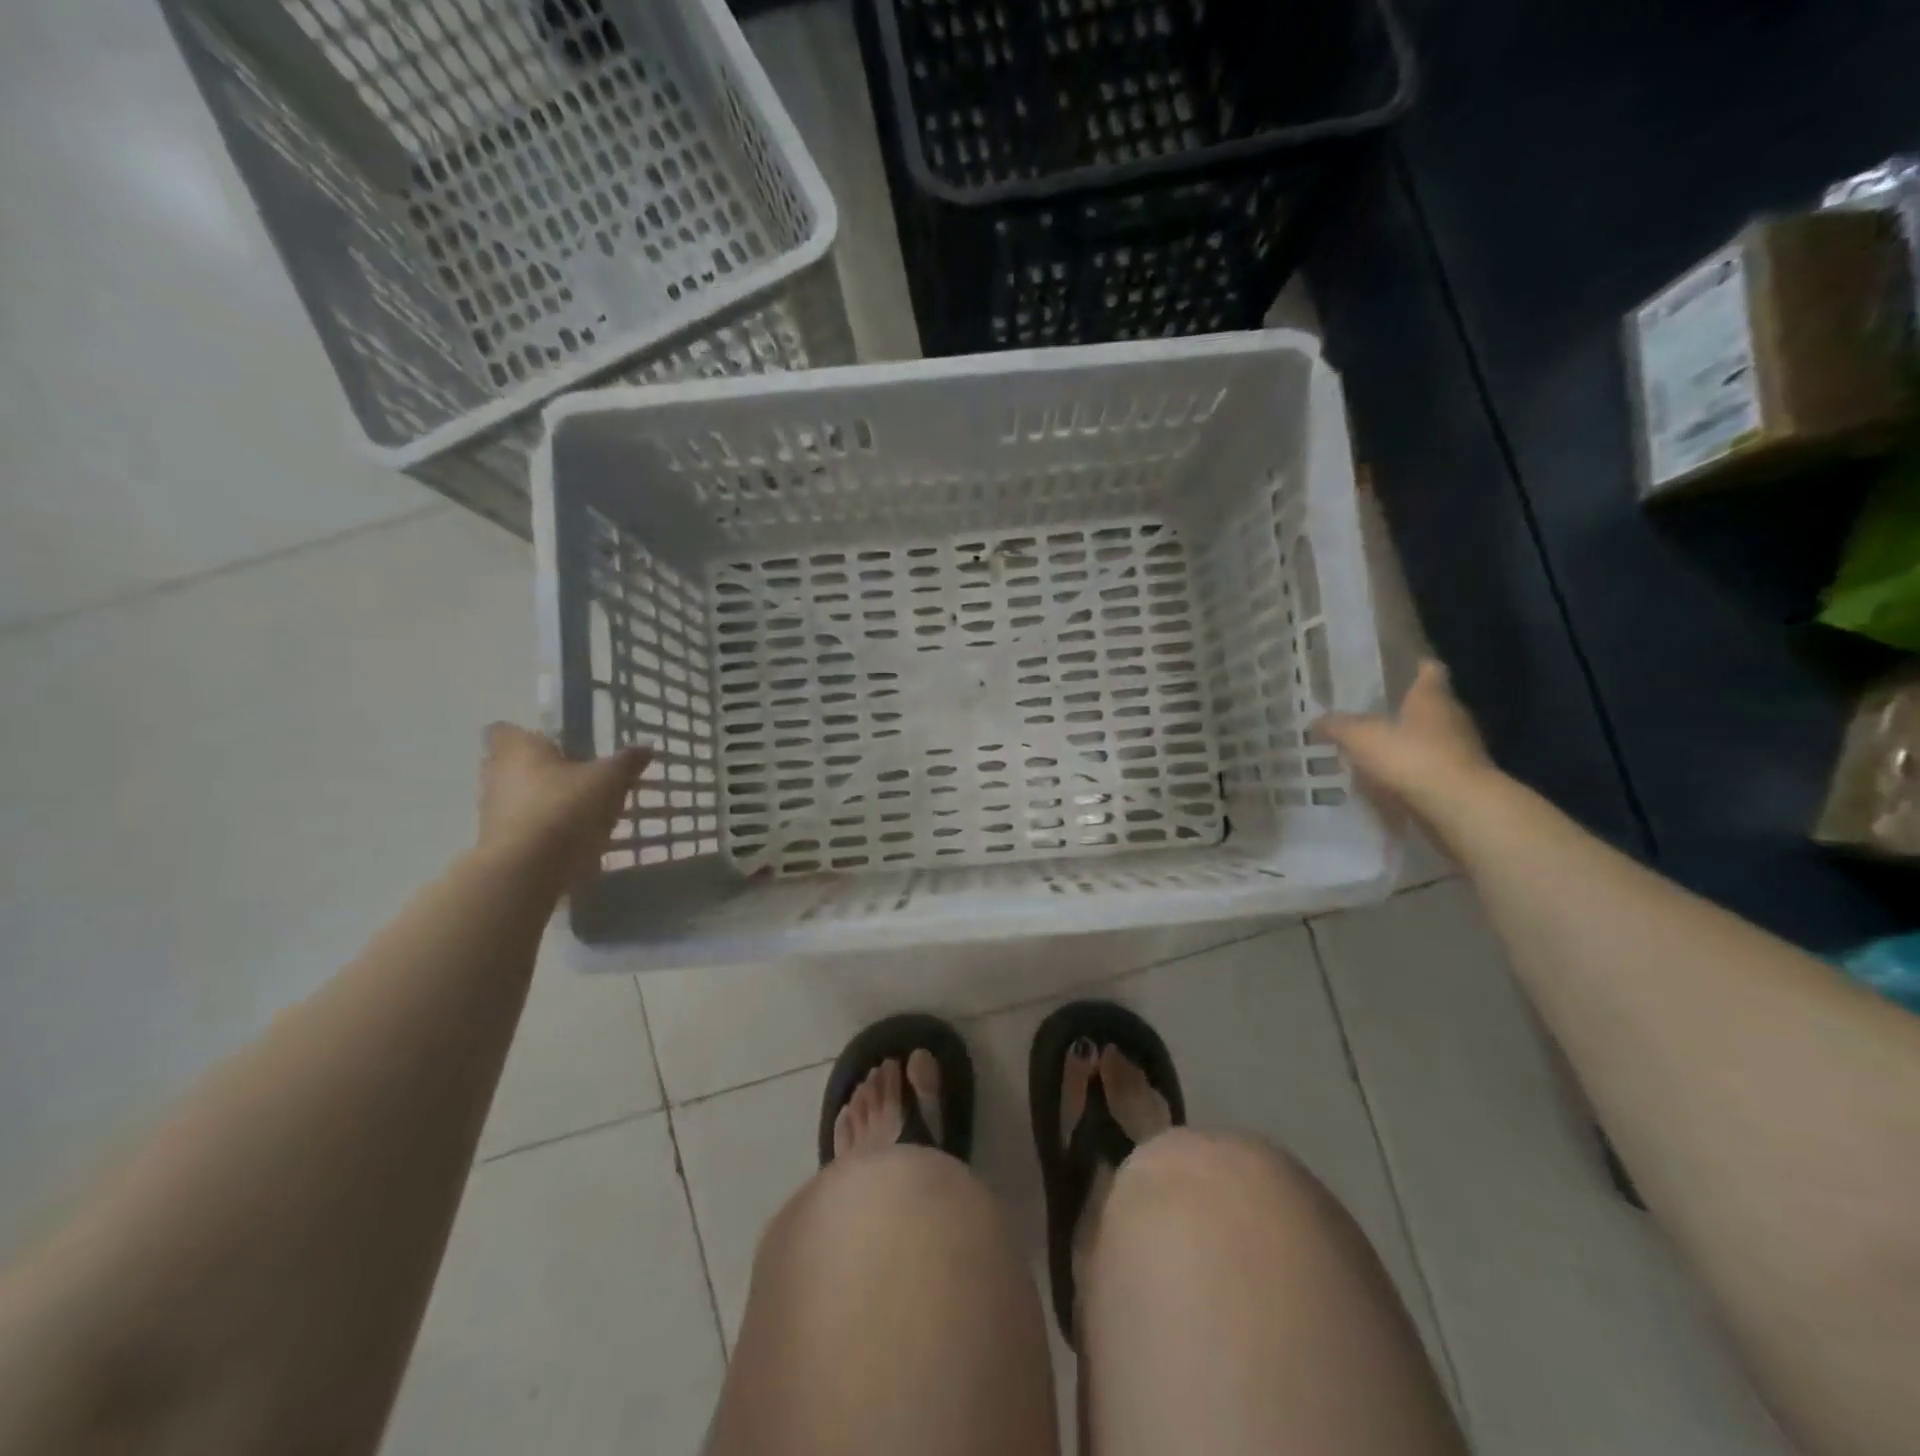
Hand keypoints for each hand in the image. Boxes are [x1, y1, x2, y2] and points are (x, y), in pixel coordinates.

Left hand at [478, 724, 650, 886]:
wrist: (526, 871)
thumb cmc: (564, 809)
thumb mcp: (609, 781)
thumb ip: (626, 762)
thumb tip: (646, 746)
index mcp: (518, 749)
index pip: (505, 730)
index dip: (528, 736)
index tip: (556, 747)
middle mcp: (496, 775)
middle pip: (512, 765)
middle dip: (540, 771)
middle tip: (576, 779)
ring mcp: (491, 812)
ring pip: (516, 798)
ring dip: (541, 803)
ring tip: (580, 814)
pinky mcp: (497, 844)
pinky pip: (521, 828)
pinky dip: (541, 831)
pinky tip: (571, 842)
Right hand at [1315, 660, 1496, 820]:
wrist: (1459, 807)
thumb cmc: (1411, 757)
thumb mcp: (1360, 737)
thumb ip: (1337, 726)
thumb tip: (1316, 720)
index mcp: (1432, 697)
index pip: (1430, 670)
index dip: (1416, 666)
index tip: (1399, 666)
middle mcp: (1453, 717)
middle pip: (1431, 706)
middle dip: (1406, 708)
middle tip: (1375, 711)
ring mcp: (1462, 750)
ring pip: (1433, 738)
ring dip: (1410, 743)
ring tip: (1378, 749)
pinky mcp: (1462, 780)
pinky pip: (1433, 768)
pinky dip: (1414, 771)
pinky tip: (1391, 780)